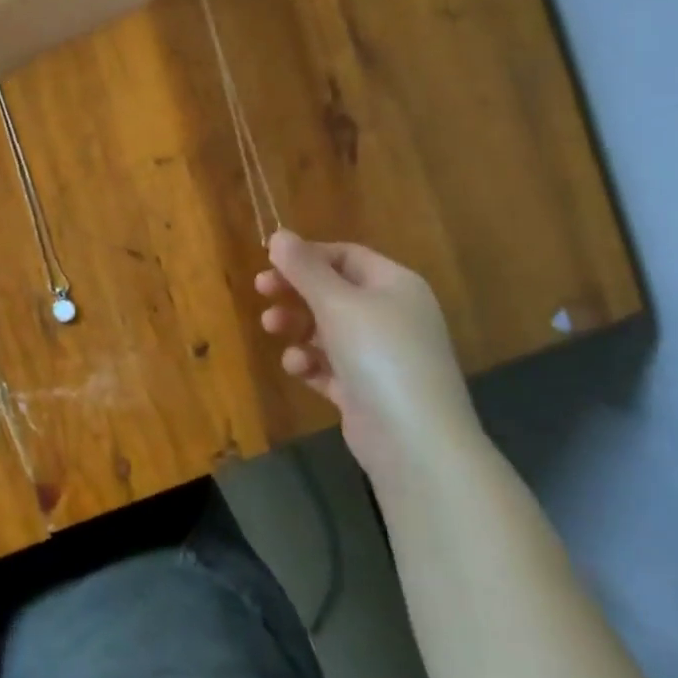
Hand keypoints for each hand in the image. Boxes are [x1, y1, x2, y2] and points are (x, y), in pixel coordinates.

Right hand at [256, 231, 483, 492]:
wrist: (416, 443)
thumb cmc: (378, 355)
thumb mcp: (337, 303)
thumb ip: (304, 268)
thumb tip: (279, 234)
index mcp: (395, 285)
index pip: (346, 256)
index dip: (308, 256)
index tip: (270, 262)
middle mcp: (392, 316)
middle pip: (334, 291)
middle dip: (296, 291)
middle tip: (261, 290)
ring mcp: (381, 356)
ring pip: (328, 329)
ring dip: (297, 325)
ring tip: (271, 328)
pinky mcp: (367, 391)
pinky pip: (331, 366)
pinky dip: (311, 362)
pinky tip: (297, 367)